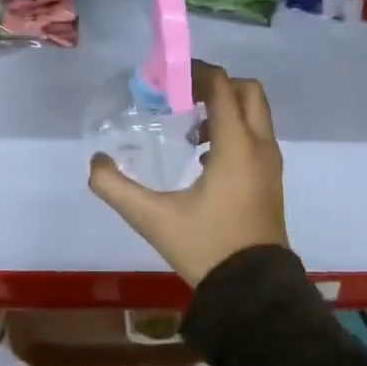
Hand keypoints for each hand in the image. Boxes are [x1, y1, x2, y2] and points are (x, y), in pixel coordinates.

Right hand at [88, 61, 288, 287]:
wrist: (253, 292)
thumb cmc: (207, 247)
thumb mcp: (153, 218)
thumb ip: (116, 188)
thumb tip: (95, 163)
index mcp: (236, 146)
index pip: (221, 87)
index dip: (195, 73)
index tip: (167, 79)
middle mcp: (260, 146)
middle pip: (247, 91)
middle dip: (215, 86)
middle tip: (182, 98)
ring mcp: (270, 164)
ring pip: (254, 114)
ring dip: (225, 109)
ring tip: (189, 132)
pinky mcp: (271, 180)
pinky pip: (256, 136)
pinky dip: (234, 130)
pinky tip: (204, 159)